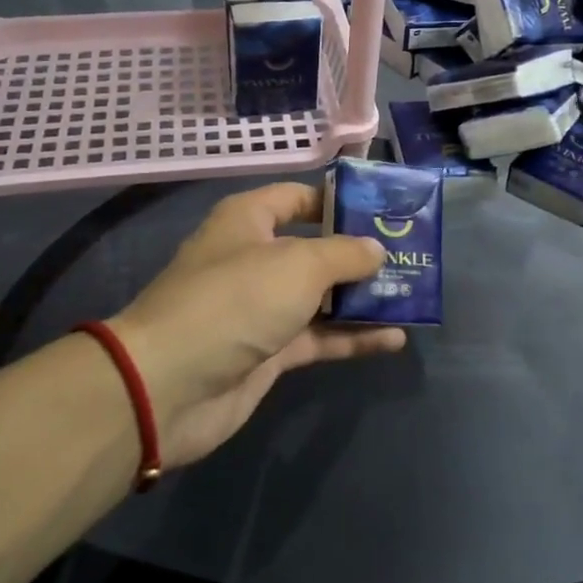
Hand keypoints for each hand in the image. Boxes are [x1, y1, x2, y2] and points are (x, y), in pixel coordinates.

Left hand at [108, 183, 406, 466]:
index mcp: (249, 220)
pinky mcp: (268, 351)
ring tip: (412, 296)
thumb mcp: (298, 265)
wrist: (170, 385)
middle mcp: (255, 258)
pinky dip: (352, 337)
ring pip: (321, 296)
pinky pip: (318, 337)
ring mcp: (261, 307)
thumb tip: (375, 250)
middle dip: (360, 254)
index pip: (298, 197)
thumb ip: (345, 254)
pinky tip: (395, 339)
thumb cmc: (235, 300)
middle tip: (411, 257)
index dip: (339, 201)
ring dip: (362, 298)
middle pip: (315, 248)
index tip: (384, 211)